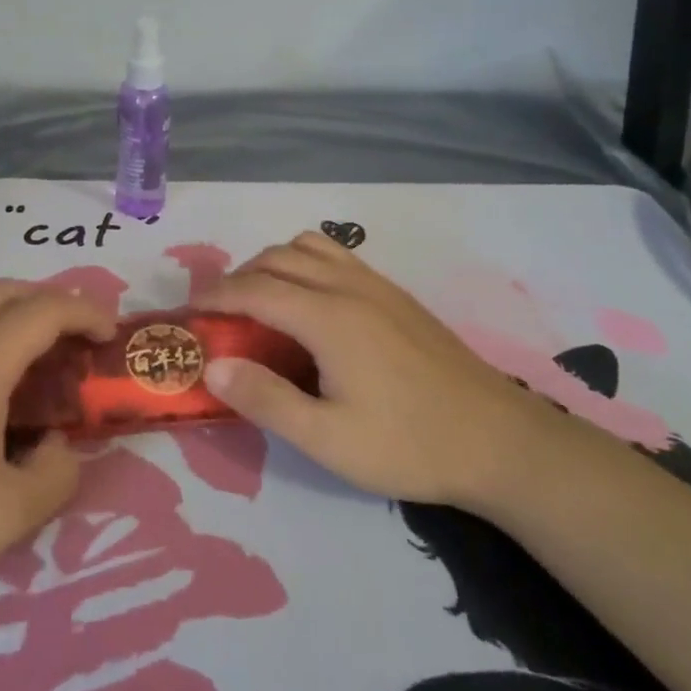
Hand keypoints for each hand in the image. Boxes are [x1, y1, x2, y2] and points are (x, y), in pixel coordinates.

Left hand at [0, 282, 114, 624]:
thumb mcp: (5, 516)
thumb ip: (55, 476)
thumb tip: (61, 448)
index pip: (42, 311)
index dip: (85, 312)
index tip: (110, 337)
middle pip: (4, 292)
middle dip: (51, 301)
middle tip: (77, 338)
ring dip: (12, 312)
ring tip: (36, 354)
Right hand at [198, 231, 567, 513]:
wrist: (500, 441)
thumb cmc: (410, 444)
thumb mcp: (329, 440)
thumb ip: (266, 399)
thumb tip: (212, 365)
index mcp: (328, 317)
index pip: (255, 288)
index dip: (216, 296)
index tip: (190, 312)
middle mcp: (349, 287)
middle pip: (278, 257)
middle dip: (239, 276)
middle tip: (221, 313)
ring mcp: (378, 285)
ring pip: (309, 246)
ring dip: (274, 263)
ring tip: (262, 302)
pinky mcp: (397, 295)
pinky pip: (337, 256)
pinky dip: (306, 263)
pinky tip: (311, 305)